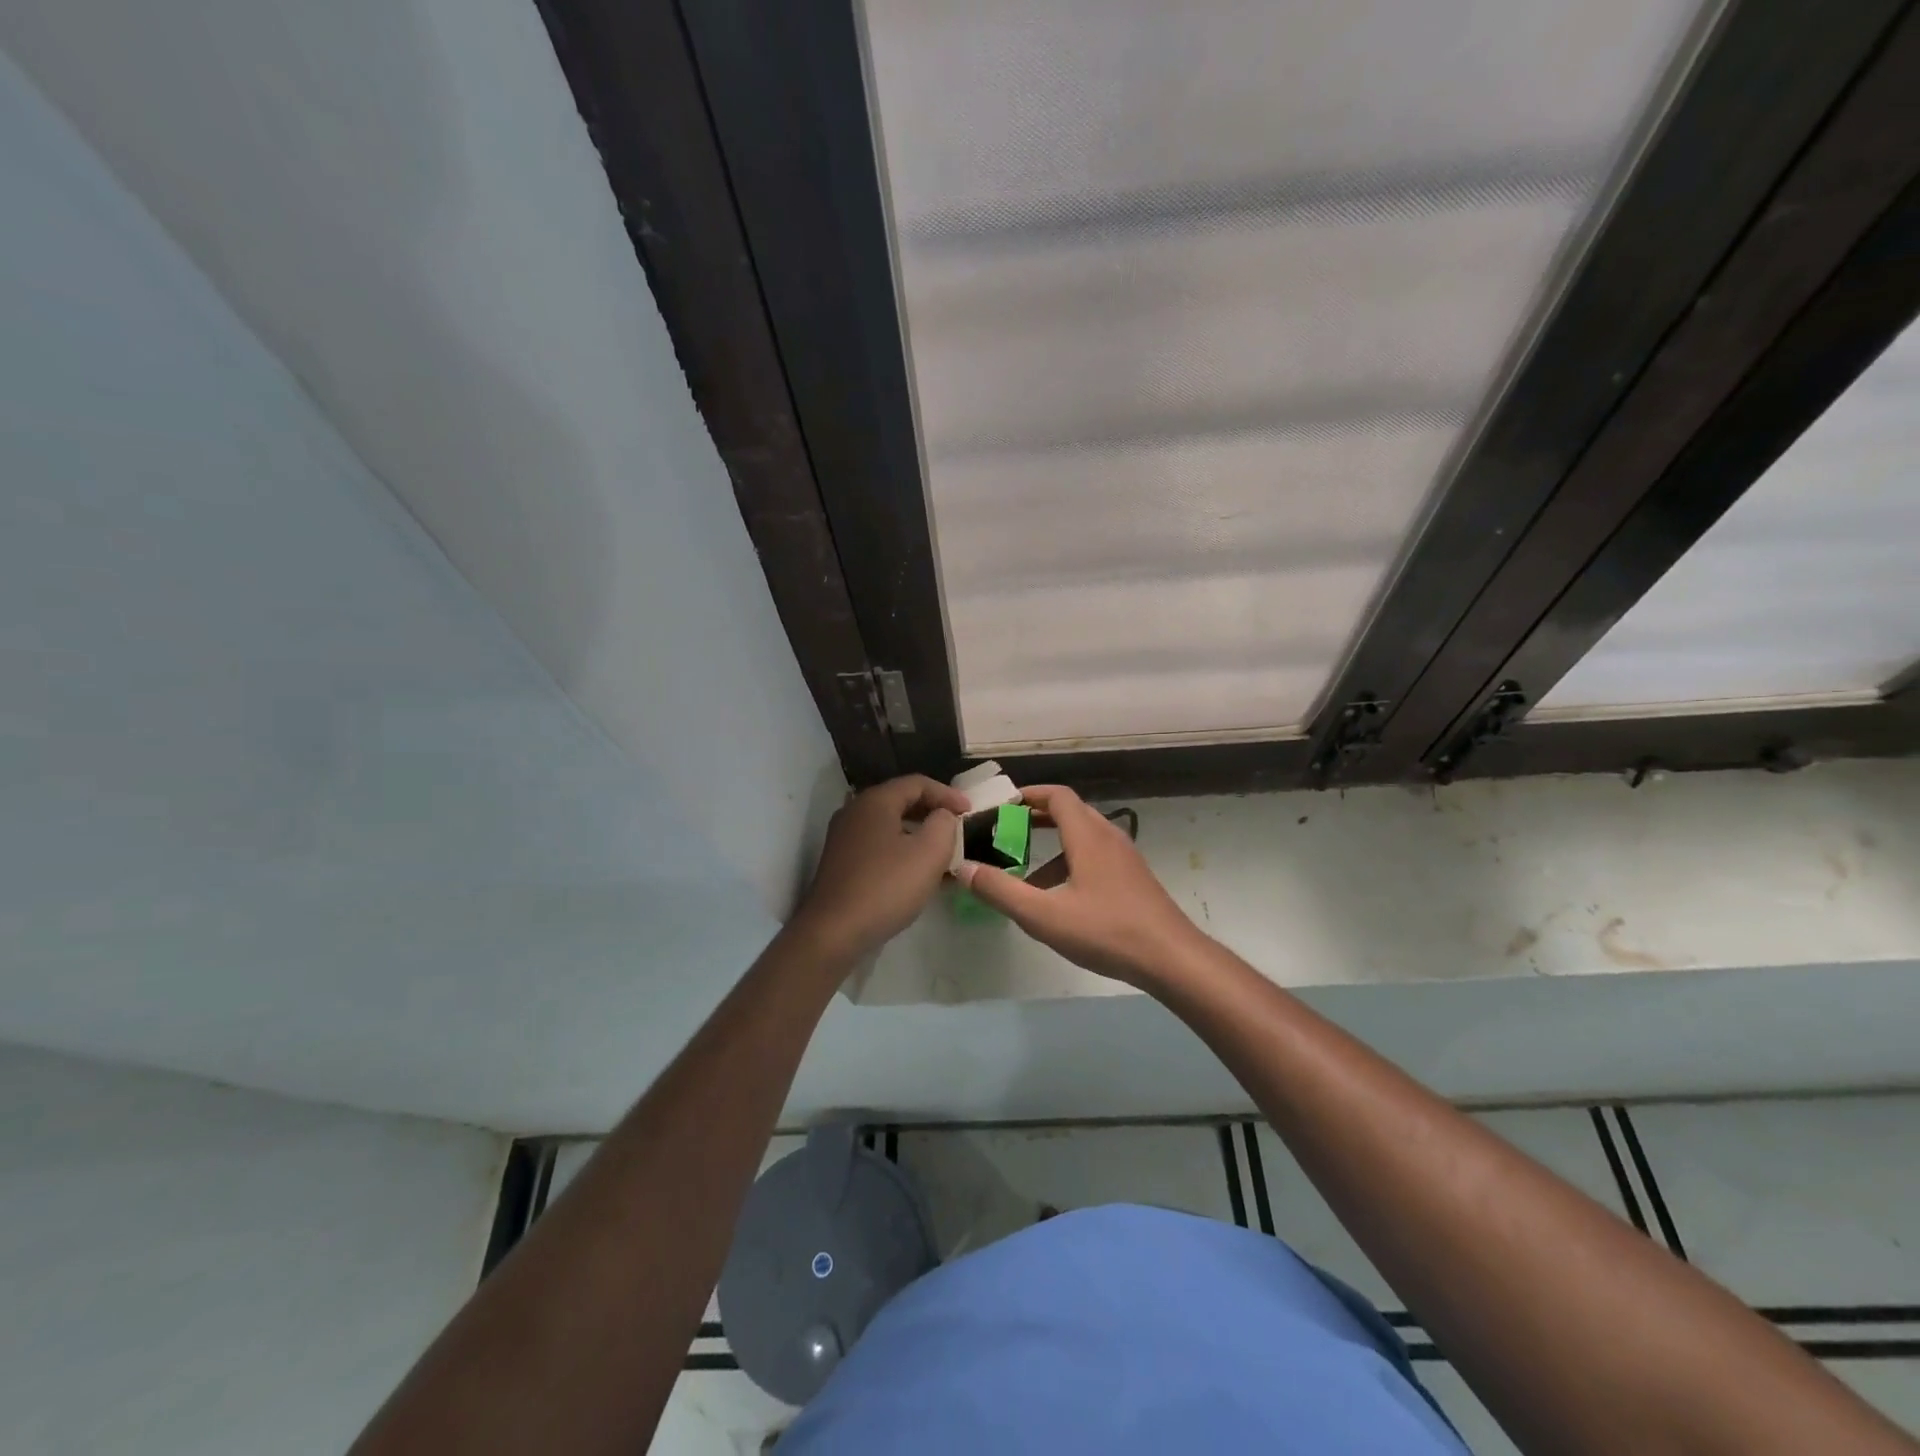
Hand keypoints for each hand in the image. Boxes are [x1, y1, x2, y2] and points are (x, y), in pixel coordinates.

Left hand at [790, 774, 968, 962]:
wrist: (833, 931)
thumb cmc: (886, 886)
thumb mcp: (929, 853)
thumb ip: (944, 825)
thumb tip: (942, 816)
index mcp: (875, 801)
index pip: (918, 783)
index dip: (948, 794)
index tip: (970, 811)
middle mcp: (855, 811)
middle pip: (901, 801)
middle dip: (933, 812)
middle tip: (958, 827)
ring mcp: (844, 838)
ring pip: (890, 825)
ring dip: (919, 834)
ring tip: (943, 852)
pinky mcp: (841, 862)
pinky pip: (879, 846)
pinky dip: (902, 851)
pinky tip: (918, 873)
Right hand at [956, 785, 1207, 987]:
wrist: (1172, 958)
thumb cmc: (1106, 931)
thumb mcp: (1044, 915)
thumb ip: (1001, 891)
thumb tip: (963, 868)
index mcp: (1087, 835)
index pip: (1057, 796)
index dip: (1028, 794)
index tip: (1001, 804)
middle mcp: (1108, 837)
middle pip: (1070, 812)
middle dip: (1036, 816)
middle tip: (1006, 830)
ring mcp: (1125, 858)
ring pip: (1083, 837)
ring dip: (1053, 844)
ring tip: (1025, 870)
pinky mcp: (1133, 878)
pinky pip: (1095, 856)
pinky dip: (1070, 862)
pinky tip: (1059, 898)